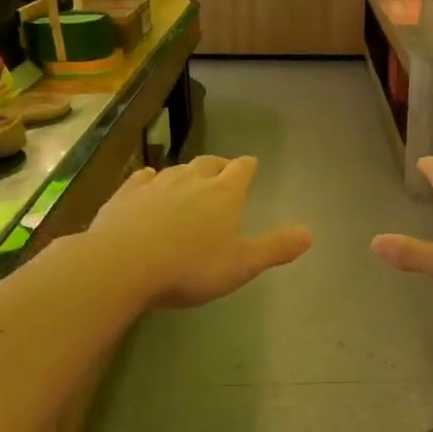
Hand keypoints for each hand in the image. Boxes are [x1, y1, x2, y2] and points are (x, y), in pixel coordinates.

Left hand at [86, 155, 311, 307]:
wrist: (122, 265)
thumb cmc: (190, 267)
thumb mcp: (242, 265)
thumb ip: (275, 248)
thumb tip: (310, 233)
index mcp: (224, 194)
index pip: (242, 170)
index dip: (248, 167)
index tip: (251, 165)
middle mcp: (191, 181)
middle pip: (209, 163)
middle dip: (219, 166)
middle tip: (224, 171)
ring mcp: (155, 185)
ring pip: (176, 169)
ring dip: (187, 172)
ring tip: (190, 179)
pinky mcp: (125, 195)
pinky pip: (142, 178)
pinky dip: (150, 178)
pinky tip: (148, 181)